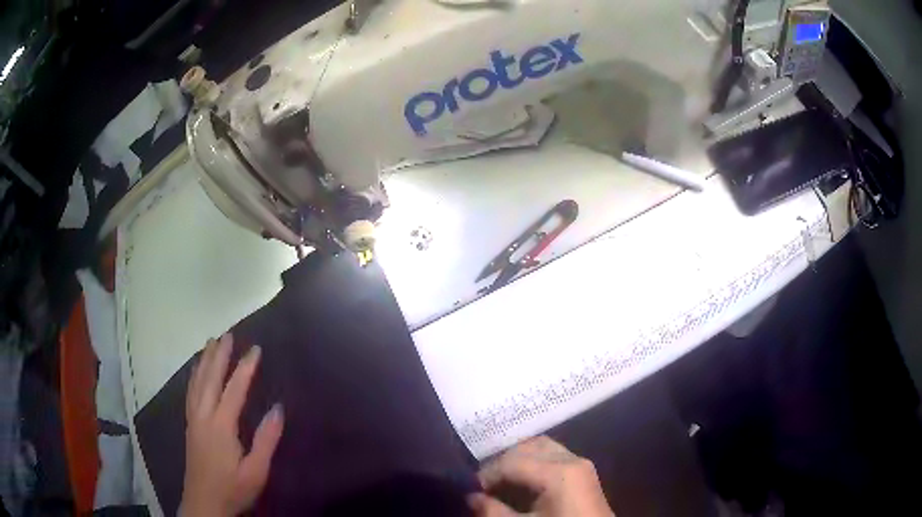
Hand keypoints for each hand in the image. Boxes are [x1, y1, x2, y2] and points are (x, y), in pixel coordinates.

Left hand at [180, 334, 284, 516]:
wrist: (203, 504)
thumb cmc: (233, 489)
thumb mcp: (256, 471)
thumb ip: (266, 440)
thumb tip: (278, 408)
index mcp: (221, 425)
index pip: (234, 389)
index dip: (245, 368)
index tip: (256, 349)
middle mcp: (203, 416)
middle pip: (210, 379)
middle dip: (219, 355)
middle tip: (228, 334)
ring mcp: (193, 419)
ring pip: (197, 382)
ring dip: (204, 360)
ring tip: (210, 342)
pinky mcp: (189, 425)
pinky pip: (190, 392)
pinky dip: (193, 375)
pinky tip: (195, 370)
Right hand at [468, 436, 613, 516]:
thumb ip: (493, 511)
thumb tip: (471, 497)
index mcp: (558, 471)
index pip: (511, 461)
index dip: (486, 474)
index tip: (471, 490)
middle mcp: (572, 459)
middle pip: (529, 446)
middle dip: (502, 462)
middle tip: (485, 483)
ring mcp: (582, 465)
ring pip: (543, 448)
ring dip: (518, 461)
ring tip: (501, 483)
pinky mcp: (584, 474)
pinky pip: (554, 457)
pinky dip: (534, 464)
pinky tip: (521, 484)